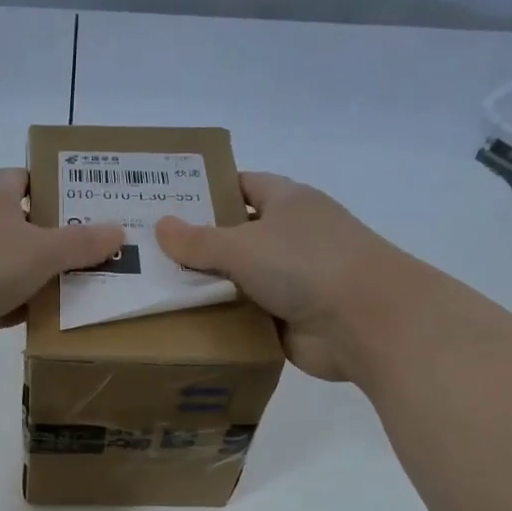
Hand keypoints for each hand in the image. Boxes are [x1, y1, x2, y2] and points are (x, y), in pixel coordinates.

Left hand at [0, 169, 124, 365]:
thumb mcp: (41, 250)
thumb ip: (81, 243)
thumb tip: (118, 230)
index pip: (26, 179)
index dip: (55, 188)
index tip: (87, 207)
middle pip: (21, 227)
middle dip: (54, 242)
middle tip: (97, 257)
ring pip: (7, 267)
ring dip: (35, 280)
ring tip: (80, 293)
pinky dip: (12, 309)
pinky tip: (40, 323)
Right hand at [154, 172, 406, 379]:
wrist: (366, 323)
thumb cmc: (306, 264)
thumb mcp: (243, 245)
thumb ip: (199, 240)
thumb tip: (161, 225)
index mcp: (287, 202)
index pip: (241, 185)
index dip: (206, 190)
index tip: (166, 201)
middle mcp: (290, 237)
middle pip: (234, 236)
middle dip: (196, 244)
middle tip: (145, 250)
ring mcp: (292, 280)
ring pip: (238, 279)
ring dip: (205, 287)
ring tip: (153, 289)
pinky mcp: (289, 320)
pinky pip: (245, 315)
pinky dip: (221, 320)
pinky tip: (181, 325)